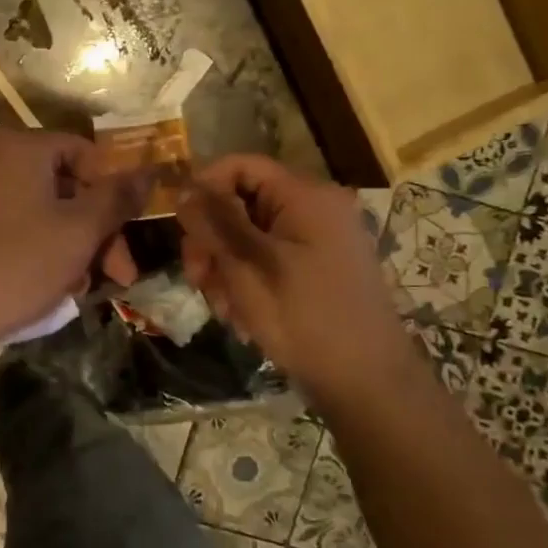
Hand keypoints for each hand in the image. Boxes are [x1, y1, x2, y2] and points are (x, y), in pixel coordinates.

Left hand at [0, 127, 142, 354]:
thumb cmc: (17, 265)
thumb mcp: (80, 232)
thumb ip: (117, 197)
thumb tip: (148, 171)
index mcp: (17, 144)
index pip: (85, 153)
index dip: (113, 193)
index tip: (128, 236)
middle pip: (60, 182)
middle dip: (94, 229)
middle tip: (116, 274)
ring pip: (36, 206)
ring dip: (68, 242)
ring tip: (79, 287)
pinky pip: (7, 219)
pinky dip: (33, 243)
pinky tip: (46, 282)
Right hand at [177, 154, 416, 405]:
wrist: (366, 381)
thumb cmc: (304, 317)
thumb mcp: (248, 266)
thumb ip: (214, 222)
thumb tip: (184, 190)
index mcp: (304, 195)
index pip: (240, 166)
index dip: (204, 189)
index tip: (181, 229)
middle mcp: (315, 208)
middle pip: (241, 202)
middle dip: (212, 240)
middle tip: (196, 279)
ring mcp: (319, 239)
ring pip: (249, 235)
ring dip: (225, 267)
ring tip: (224, 308)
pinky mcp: (317, 267)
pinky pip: (268, 258)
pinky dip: (247, 281)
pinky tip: (242, 315)